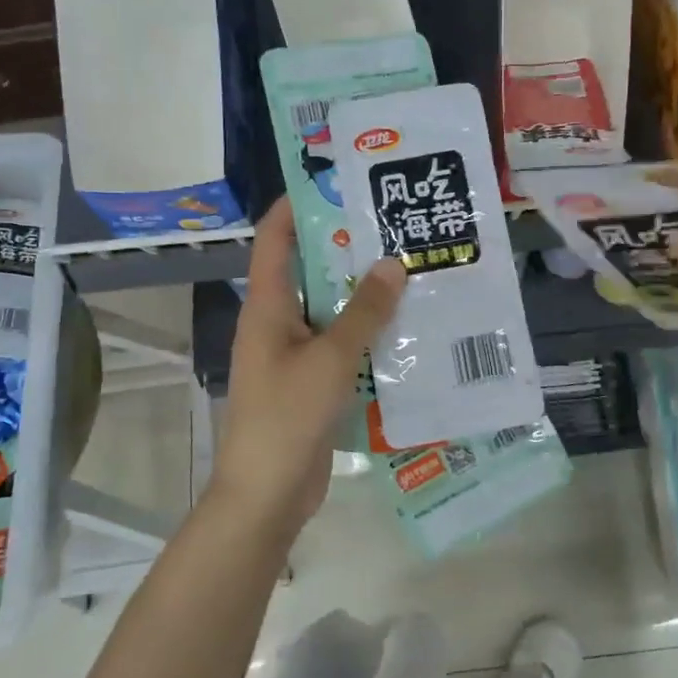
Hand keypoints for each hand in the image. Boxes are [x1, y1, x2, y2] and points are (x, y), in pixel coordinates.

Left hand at [206, 197, 406, 527]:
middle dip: (347, 247)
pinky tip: (407, 327)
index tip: (339, 182)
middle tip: (395, 226)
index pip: (275, 238)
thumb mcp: (330, 359)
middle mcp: (277, 322)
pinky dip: (368, 333)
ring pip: (330, 309)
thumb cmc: (287, 417)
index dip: (299, 205)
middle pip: (310, 270)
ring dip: (363, 293)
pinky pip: (341, 345)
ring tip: (411, 269)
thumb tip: (393, 263)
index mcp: (268, 306)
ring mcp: (294, 354)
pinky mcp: (312, 382)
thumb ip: (363, 311)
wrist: (266, 494)